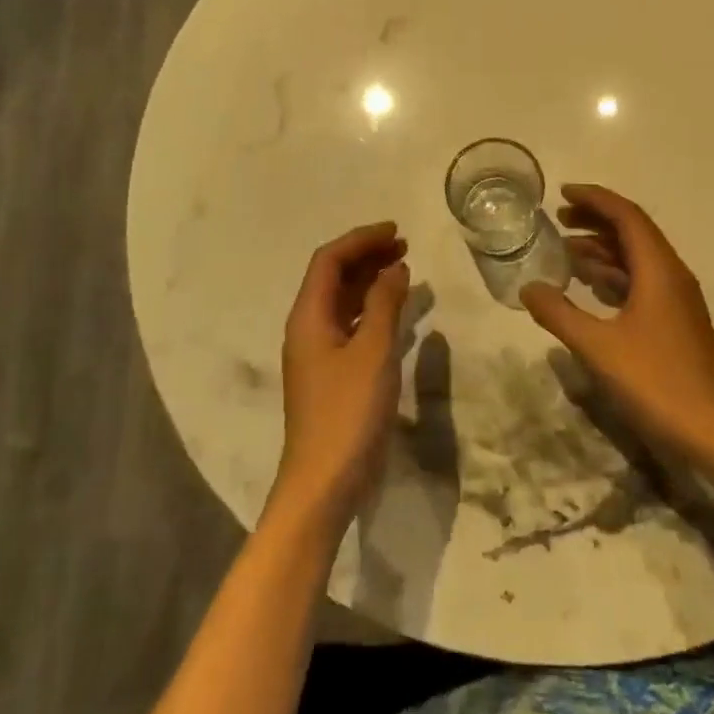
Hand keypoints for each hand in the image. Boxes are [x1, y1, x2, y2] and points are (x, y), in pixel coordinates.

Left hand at [273, 222, 411, 531]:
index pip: (329, 261)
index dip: (360, 240)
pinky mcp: (333, 374)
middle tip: (404, 247)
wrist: (325, 481)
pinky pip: (352, 325)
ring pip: (343, 301)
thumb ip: (385, 305)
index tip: (395, 231)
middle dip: (366, 256)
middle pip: (333, 277)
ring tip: (404, 270)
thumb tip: (395, 268)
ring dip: (370, 281)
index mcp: (309, 317)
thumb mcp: (374, 353)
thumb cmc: (348, 412)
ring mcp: (319, 353)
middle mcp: (308, 328)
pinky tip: (397, 312)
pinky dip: (373, 310)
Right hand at [521, 185, 713, 468]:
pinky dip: (613, 276)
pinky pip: (641, 282)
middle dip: (596, 220)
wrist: (712, 431)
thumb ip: (559, 314)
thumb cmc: (655, 382)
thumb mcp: (598, 347)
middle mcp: (672, 275)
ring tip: (565, 249)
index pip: (627, 217)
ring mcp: (677, 300)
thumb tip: (529, 287)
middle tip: (559, 220)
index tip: (562, 193)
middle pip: (633, 232)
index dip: (595, 199)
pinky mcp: (675, 323)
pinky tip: (589, 287)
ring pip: (637, 259)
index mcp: (659, 270)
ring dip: (603, 249)